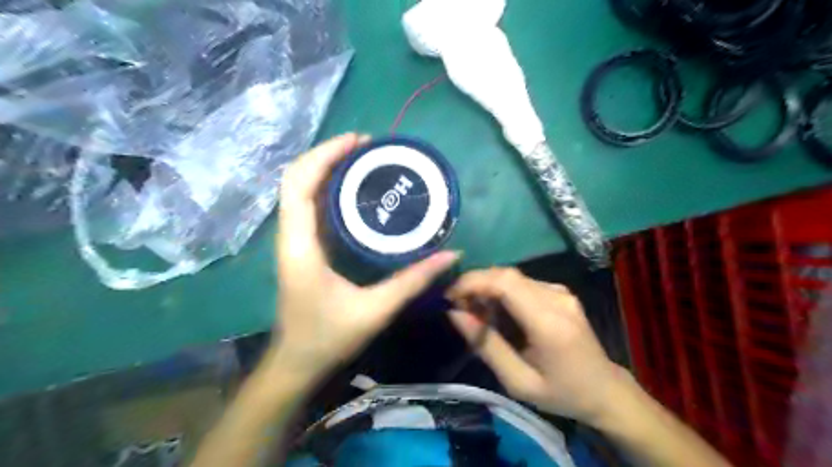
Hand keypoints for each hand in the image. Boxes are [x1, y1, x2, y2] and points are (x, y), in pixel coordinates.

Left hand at [270, 133, 456, 382]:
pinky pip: (309, 206)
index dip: (324, 156)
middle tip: (366, 146)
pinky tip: (354, 190)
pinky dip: (327, 188)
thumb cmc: (328, 338)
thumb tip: (450, 255)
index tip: (358, 141)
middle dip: (327, 154)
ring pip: (300, 190)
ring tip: (363, 160)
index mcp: (300, 246)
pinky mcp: (302, 248)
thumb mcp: (375, 310)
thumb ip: (413, 281)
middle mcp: (290, 236)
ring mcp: (293, 241)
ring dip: (326, 168)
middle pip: (295, 179)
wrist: (296, 363)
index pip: (298, 185)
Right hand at [446, 266, 627, 423]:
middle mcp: (556, 297)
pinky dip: (502, 292)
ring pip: (512, 277)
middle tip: (458, 306)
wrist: (605, 390)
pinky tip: (497, 311)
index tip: (449, 296)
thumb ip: (486, 345)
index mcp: (549, 322)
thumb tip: (454, 314)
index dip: (472, 282)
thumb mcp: (518, 381)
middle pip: (506, 274)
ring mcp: (560, 292)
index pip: (504, 282)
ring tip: (475, 312)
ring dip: (487, 288)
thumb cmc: (561, 393)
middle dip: (475, 284)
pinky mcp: (560, 292)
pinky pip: (523, 283)